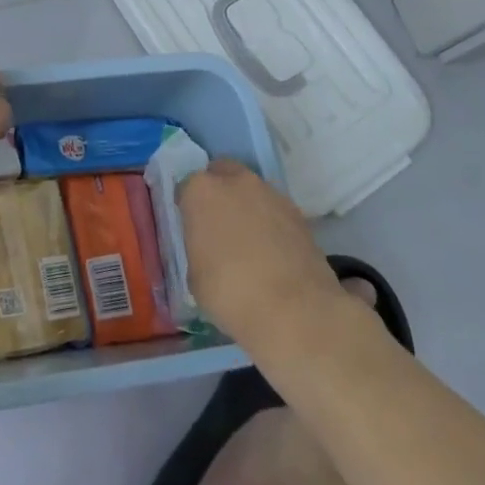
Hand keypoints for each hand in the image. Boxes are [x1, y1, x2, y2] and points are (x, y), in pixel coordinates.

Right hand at [179, 160, 342, 344]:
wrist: (295, 310)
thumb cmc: (230, 292)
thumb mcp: (195, 275)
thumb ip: (198, 248)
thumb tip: (209, 249)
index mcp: (201, 191)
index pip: (186, 188)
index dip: (187, 208)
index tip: (191, 229)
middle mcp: (235, 182)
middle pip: (222, 174)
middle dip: (218, 192)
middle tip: (218, 225)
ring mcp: (271, 194)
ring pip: (251, 190)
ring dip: (246, 206)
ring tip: (248, 242)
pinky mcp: (299, 213)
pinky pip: (274, 210)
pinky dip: (270, 223)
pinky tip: (271, 252)